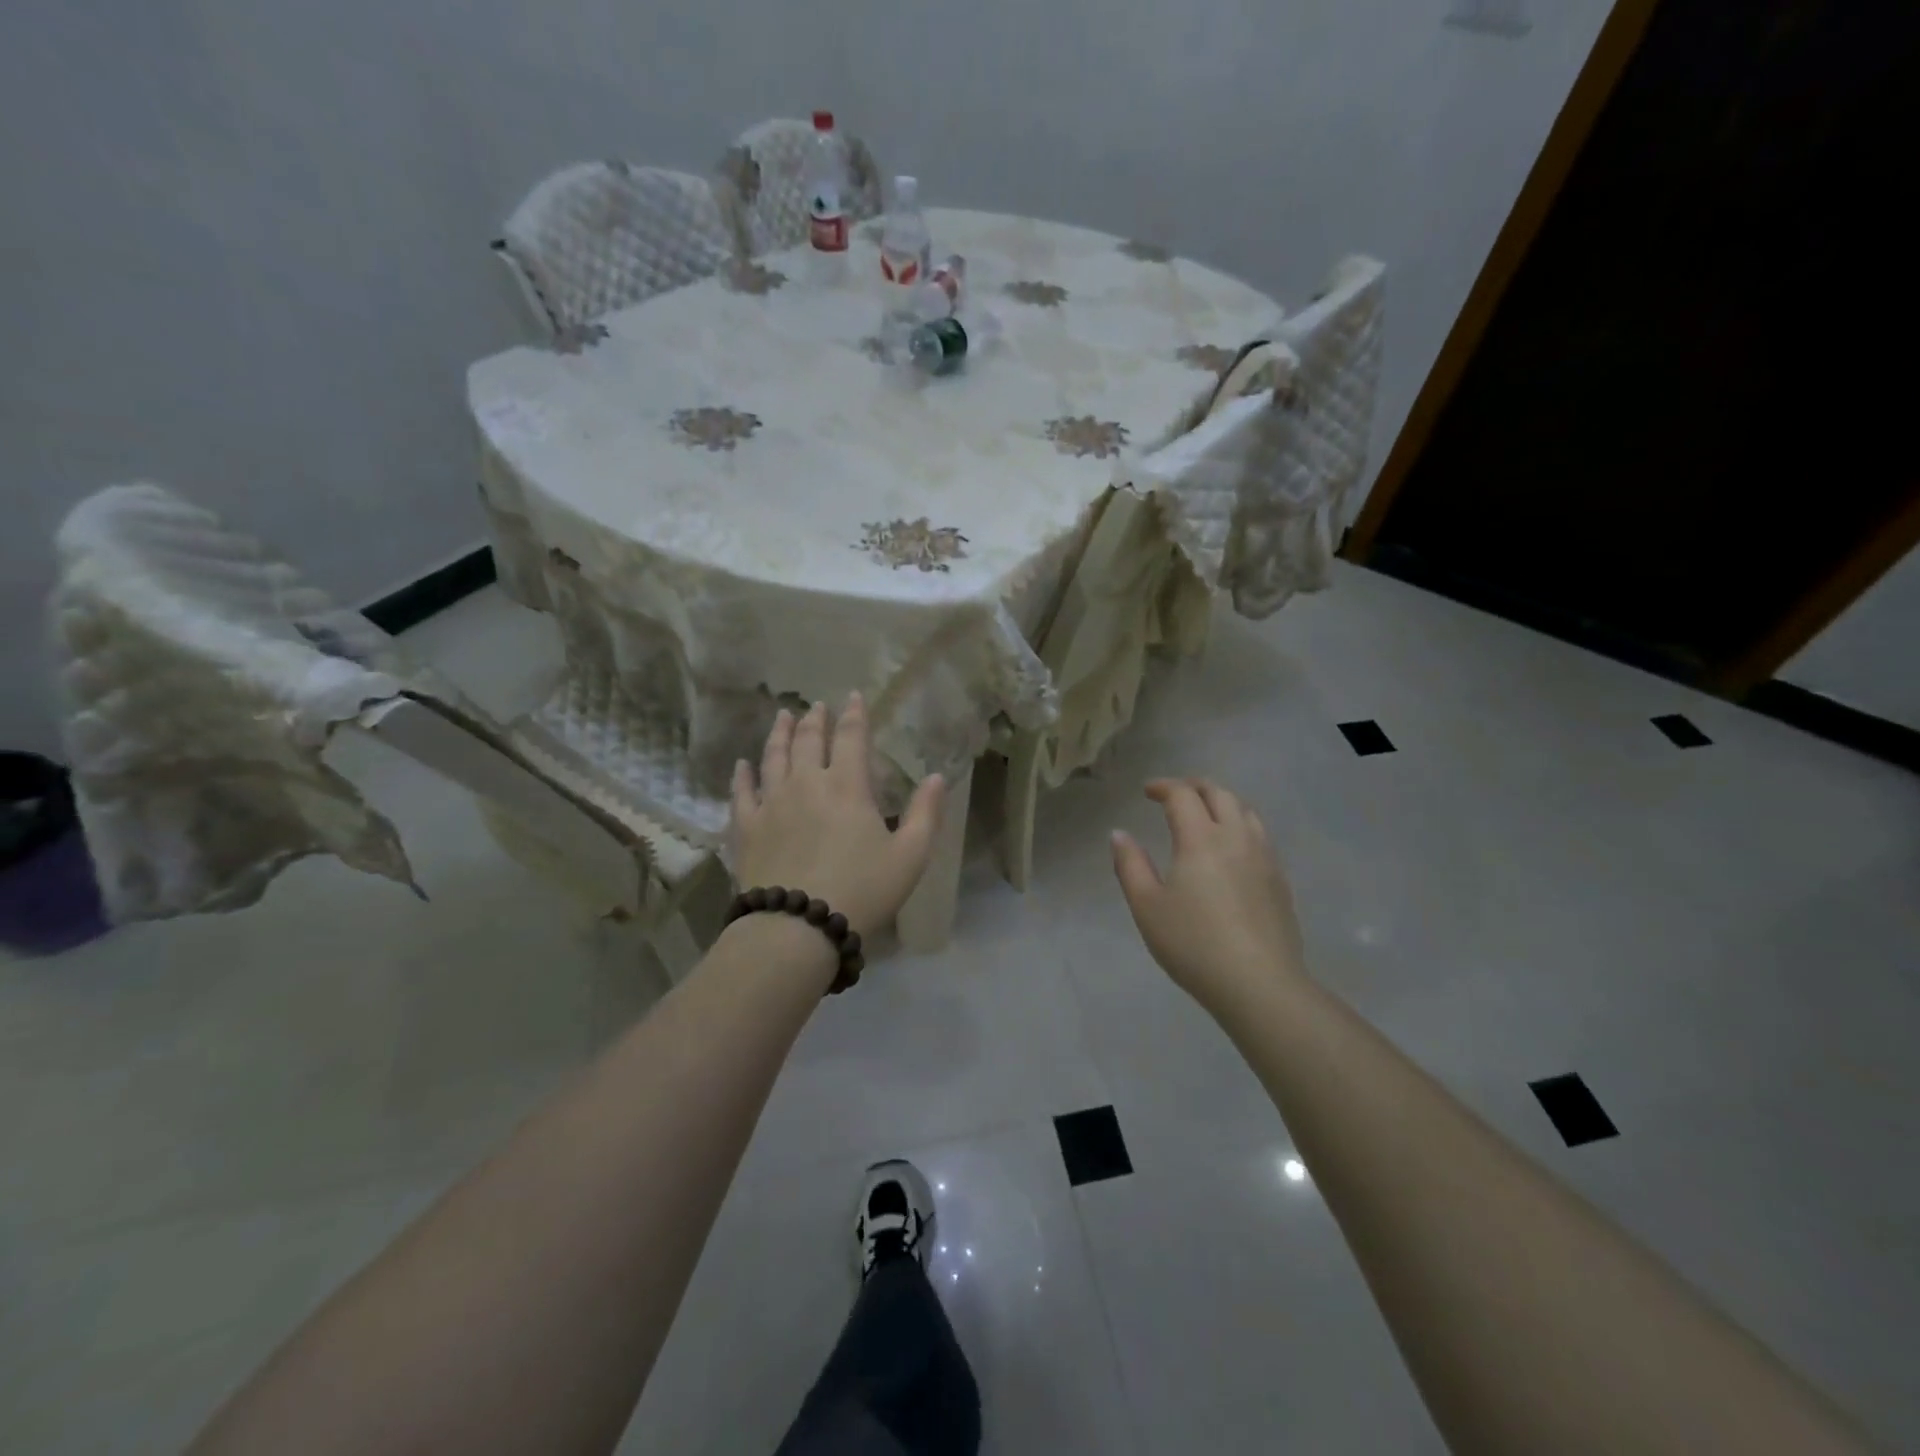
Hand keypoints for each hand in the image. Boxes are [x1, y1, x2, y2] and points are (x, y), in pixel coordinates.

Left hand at [732, 696, 945, 938]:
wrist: (798, 927)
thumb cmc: (862, 890)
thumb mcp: (910, 856)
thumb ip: (926, 813)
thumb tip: (937, 777)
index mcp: (848, 786)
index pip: (851, 737)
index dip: (854, 714)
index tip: (852, 696)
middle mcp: (806, 783)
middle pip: (808, 741)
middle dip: (814, 719)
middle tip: (815, 706)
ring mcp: (772, 803)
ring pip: (774, 758)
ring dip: (780, 734)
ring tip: (782, 717)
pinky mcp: (747, 827)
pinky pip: (742, 792)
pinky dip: (743, 775)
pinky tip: (742, 765)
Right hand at [1110, 778, 1307, 1014]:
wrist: (1260, 984)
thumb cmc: (1194, 944)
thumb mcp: (1147, 907)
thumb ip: (1130, 865)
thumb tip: (1119, 834)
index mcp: (1201, 838)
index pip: (1182, 795)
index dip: (1163, 786)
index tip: (1147, 792)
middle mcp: (1236, 837)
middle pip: (1219, 793)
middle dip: (1194, 786)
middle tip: (1174, 795)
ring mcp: (1264, 857)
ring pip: (1246, 810)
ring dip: (1221, 801)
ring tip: (1204, 814)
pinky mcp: (1279, 879)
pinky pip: (1260, 834)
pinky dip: (1240, 824)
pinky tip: (1231, 848)